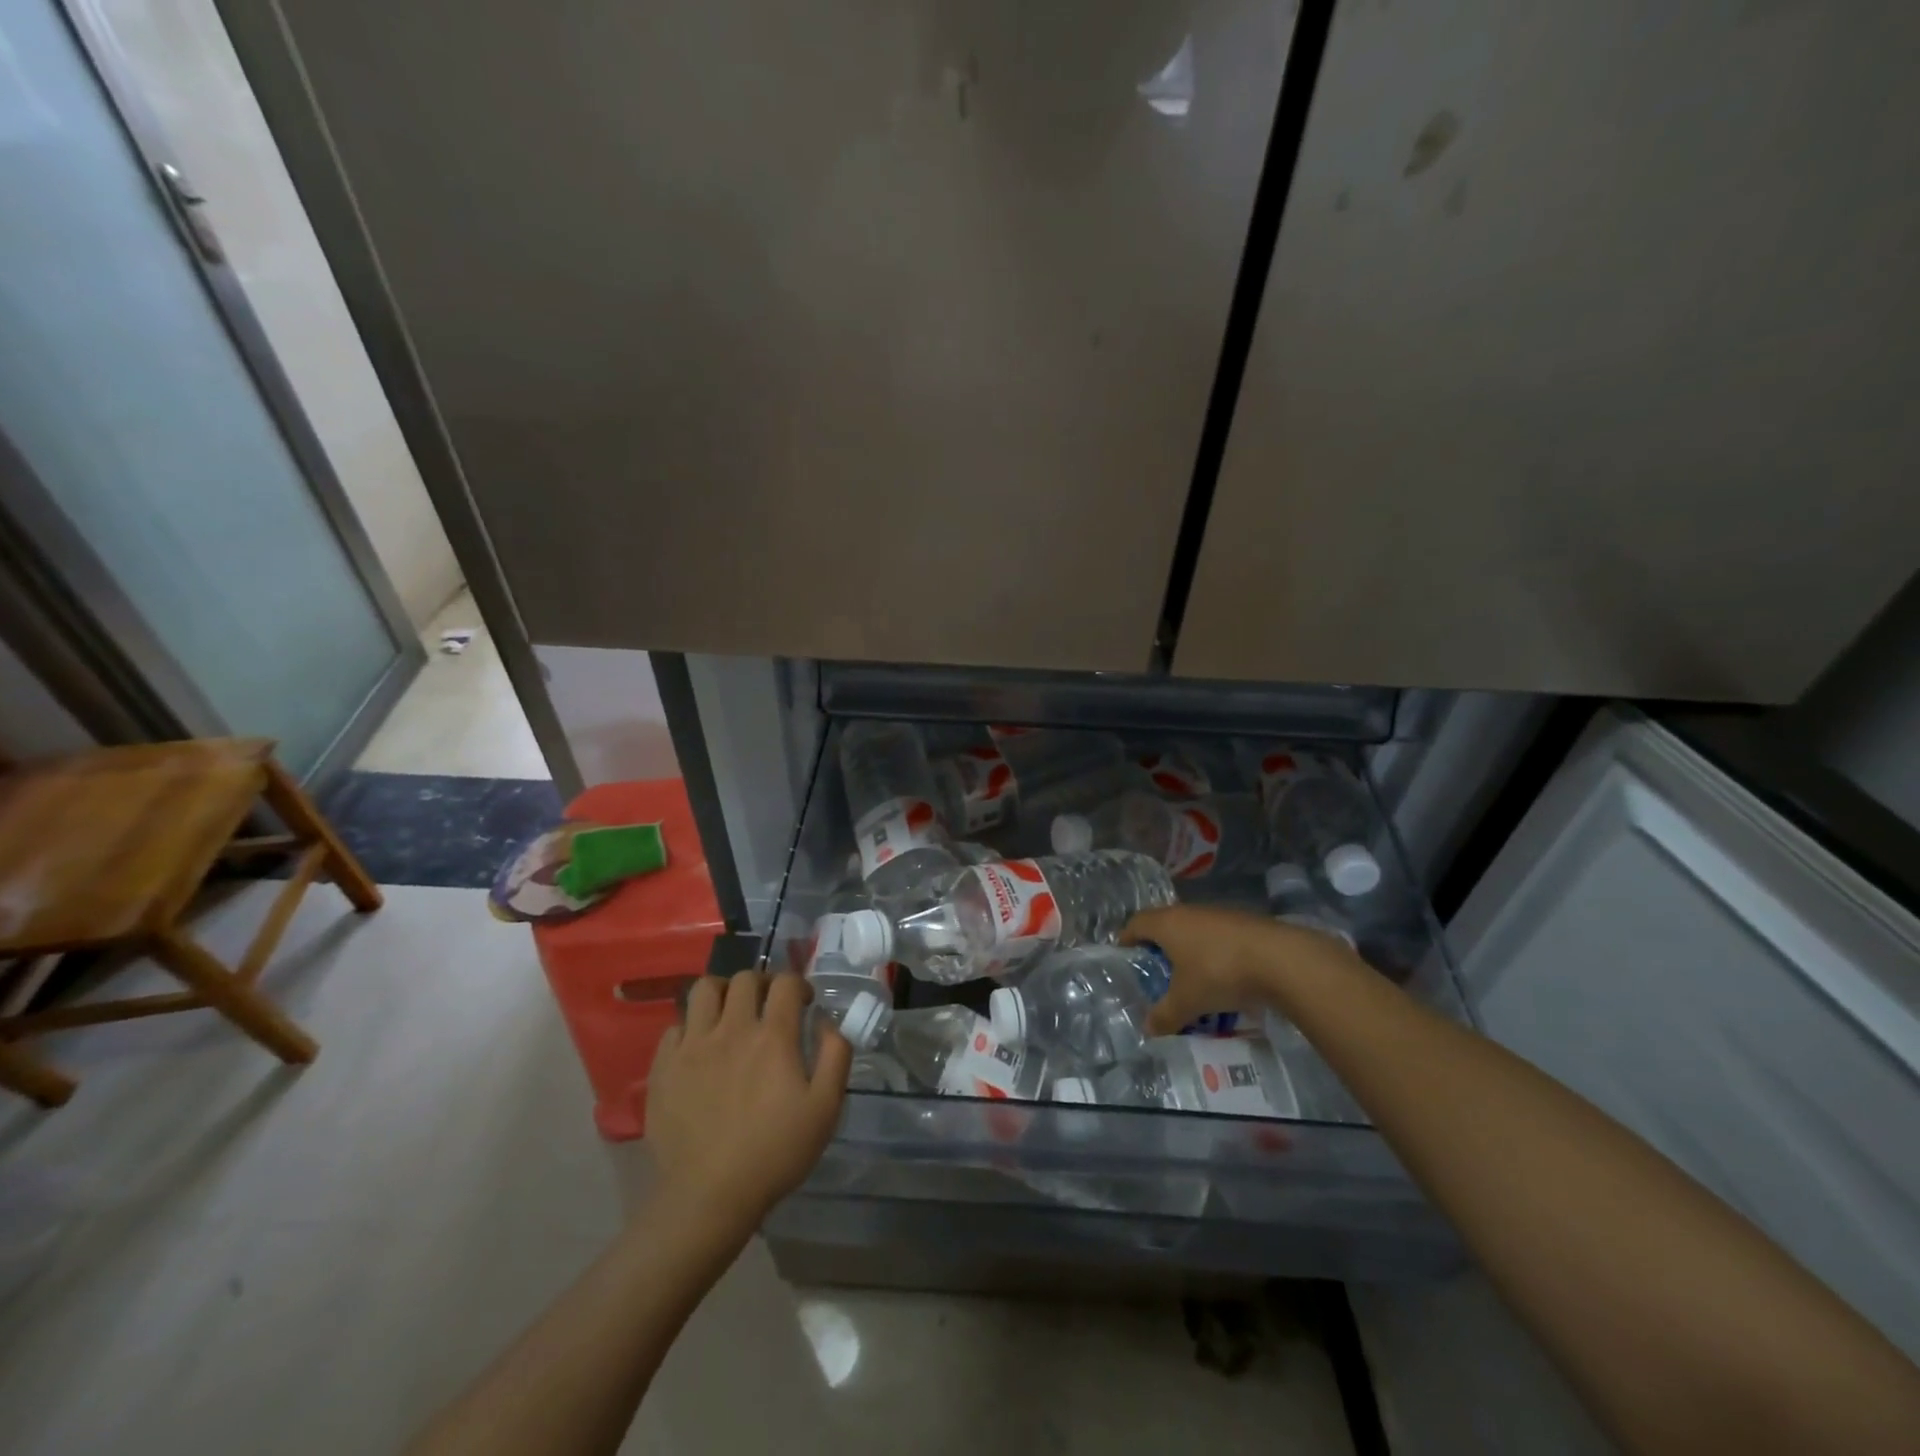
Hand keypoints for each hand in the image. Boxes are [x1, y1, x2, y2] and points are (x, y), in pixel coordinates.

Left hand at [645, 972, 851, 1230]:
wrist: (709, 1196)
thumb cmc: (775, 1153)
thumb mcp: (825, 1108)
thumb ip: (835, 1055)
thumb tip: (827, 1021)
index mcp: (773, 1036)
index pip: (785, 982)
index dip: (798, 985)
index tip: (804, 1003)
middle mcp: (731, 1029)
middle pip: (744, 978)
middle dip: (762, 983)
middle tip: (768, 1006)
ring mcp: (692, 1045)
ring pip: (704, 990)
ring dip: (722, 993)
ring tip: (730, 1014)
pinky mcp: (664, 1066)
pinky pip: (675, 1025)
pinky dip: (691, 1026)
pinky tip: (700, 1047)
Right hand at [1123, 904, 1351, 1035]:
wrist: (1281, 959)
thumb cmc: (1219, 973)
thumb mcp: (1187, 1002)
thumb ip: (1164, 1016)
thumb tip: (1147, 1029)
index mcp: (1167, 923)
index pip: (1136, 923)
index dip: (1127, 938)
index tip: (1124, 956)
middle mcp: (1189, 912)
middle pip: (1165, 923)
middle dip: (1159, 946)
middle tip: (1157, 971)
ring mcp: (1219, 914)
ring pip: (1194, 929)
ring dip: (1189, 949)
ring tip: (1192, 977)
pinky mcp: (1245, 922)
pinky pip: (1218, 936)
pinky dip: (1214, 952)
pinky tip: (1224, 976)